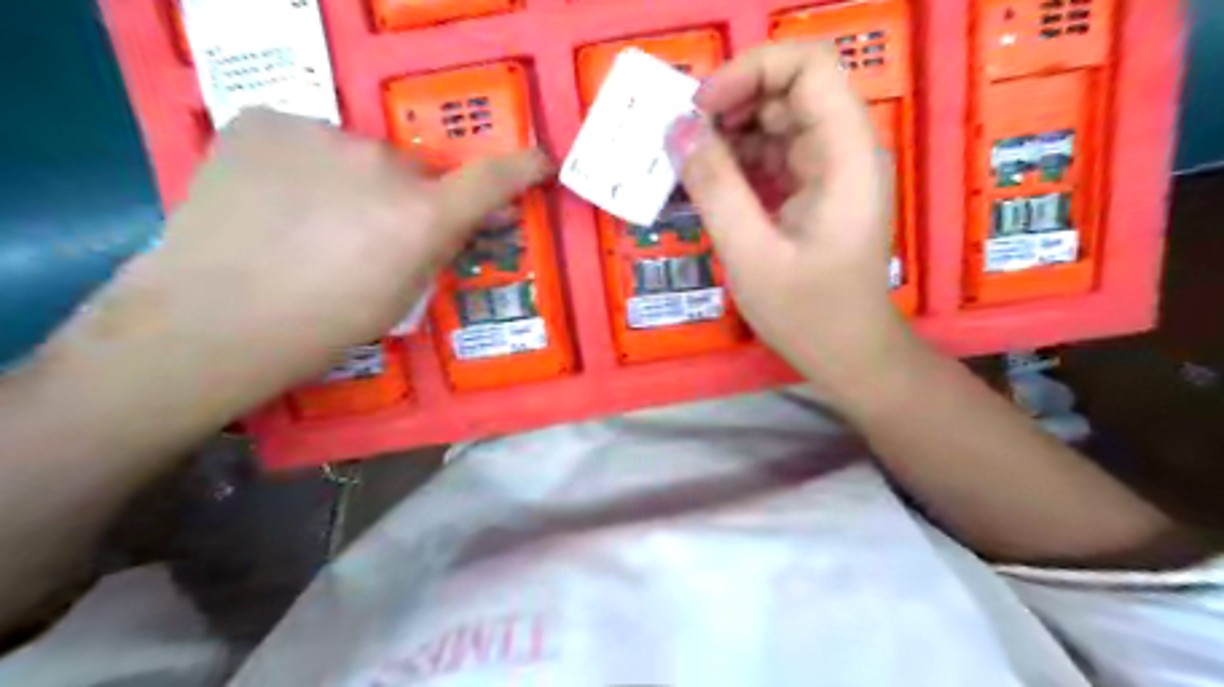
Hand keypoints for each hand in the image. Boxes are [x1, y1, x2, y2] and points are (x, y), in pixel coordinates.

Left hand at [57, 106, 548, 412]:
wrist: (211, 319)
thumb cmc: (323, 327)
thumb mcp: (402, 297)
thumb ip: (439, 248)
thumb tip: (468, 221)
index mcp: (422, 217)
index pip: (492, 180)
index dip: (522, 169)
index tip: (539, 161)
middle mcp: (383, 163)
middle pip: (412, 172)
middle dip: (406, 197)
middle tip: (370, 235)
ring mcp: (320, 133)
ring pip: (357, 155)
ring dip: (352, 180)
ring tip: (309, 223)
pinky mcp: (265, 119)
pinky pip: (307, 139)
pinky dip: (303, 164)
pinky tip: (274, 200)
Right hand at [666, 40, 912, 400]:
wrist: (848, 355)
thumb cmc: (807, 313)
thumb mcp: (751, 253)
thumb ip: (715, 187)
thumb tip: (677, 130)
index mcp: (846, 156)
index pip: (808, 67)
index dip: (751, 72)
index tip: (702, 111)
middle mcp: (845, 151)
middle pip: (789, 91)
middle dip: (732, 106)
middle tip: (683, 143)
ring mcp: (831, 171)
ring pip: (777, 123)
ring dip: (729, 137)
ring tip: (687, 168)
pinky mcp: (814, 192)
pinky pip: (774, 157)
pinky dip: (738, 164)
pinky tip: (707, 187)